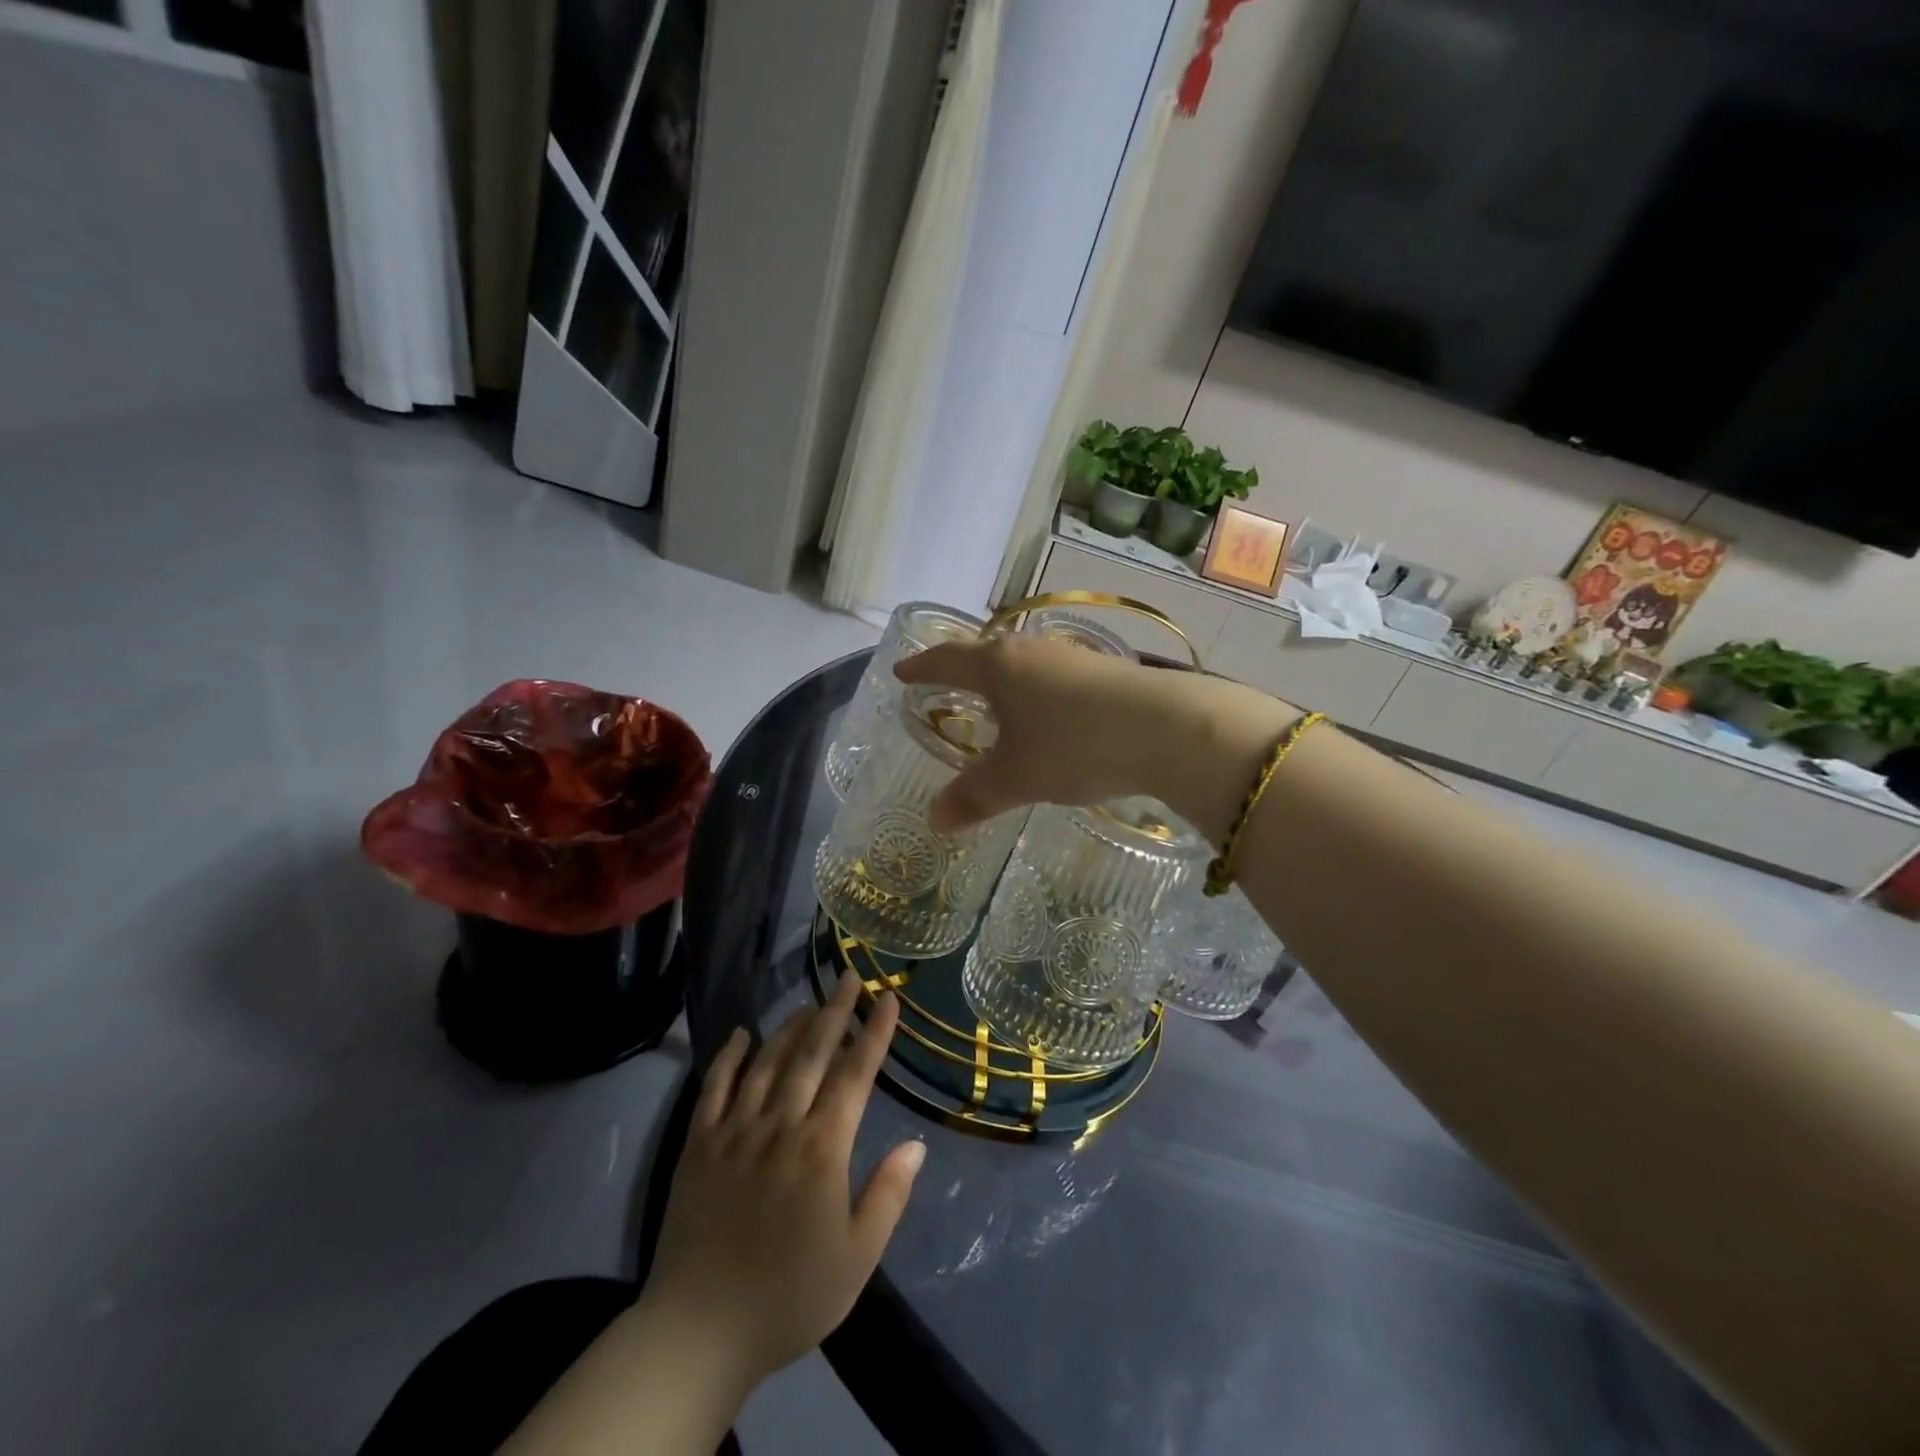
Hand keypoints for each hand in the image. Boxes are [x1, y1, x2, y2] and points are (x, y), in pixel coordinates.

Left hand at [640, 975, 924, 1389]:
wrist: (700, 1331)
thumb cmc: (789, 1296)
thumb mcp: (857, 1257)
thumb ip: (889, 1195)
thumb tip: (916, 1144)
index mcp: (822, 1147)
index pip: (855, 1074)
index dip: (874, 1033)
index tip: (887, 999)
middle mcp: (780, 1125)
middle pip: (812, 1053)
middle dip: (834, 1011)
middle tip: (848, 977)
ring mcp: (735, 1130)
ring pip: (767, 1061)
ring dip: (790, 1027)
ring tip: (809, 1004)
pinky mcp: (698, 1143)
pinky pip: (715, 1086)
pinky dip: (729, 1055)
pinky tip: (741, 1034)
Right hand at [894, 633, 1296, 834]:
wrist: (1166, 728)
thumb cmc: (1073, 745)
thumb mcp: (1017, 777)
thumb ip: (974, 796)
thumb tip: (934, 820)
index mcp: (999, 666)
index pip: (948, 660)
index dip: (922, 667)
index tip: (902, 672)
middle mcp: (1032, 650)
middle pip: (986, 653)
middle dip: (963, 670)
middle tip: (946, 684)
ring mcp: (1072, 656)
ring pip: (1024, 663)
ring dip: (1005, 680)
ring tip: (997, 701)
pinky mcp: (1106, 671)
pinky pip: (1055, 677)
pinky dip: (1038, 693)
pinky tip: (1050, 715)